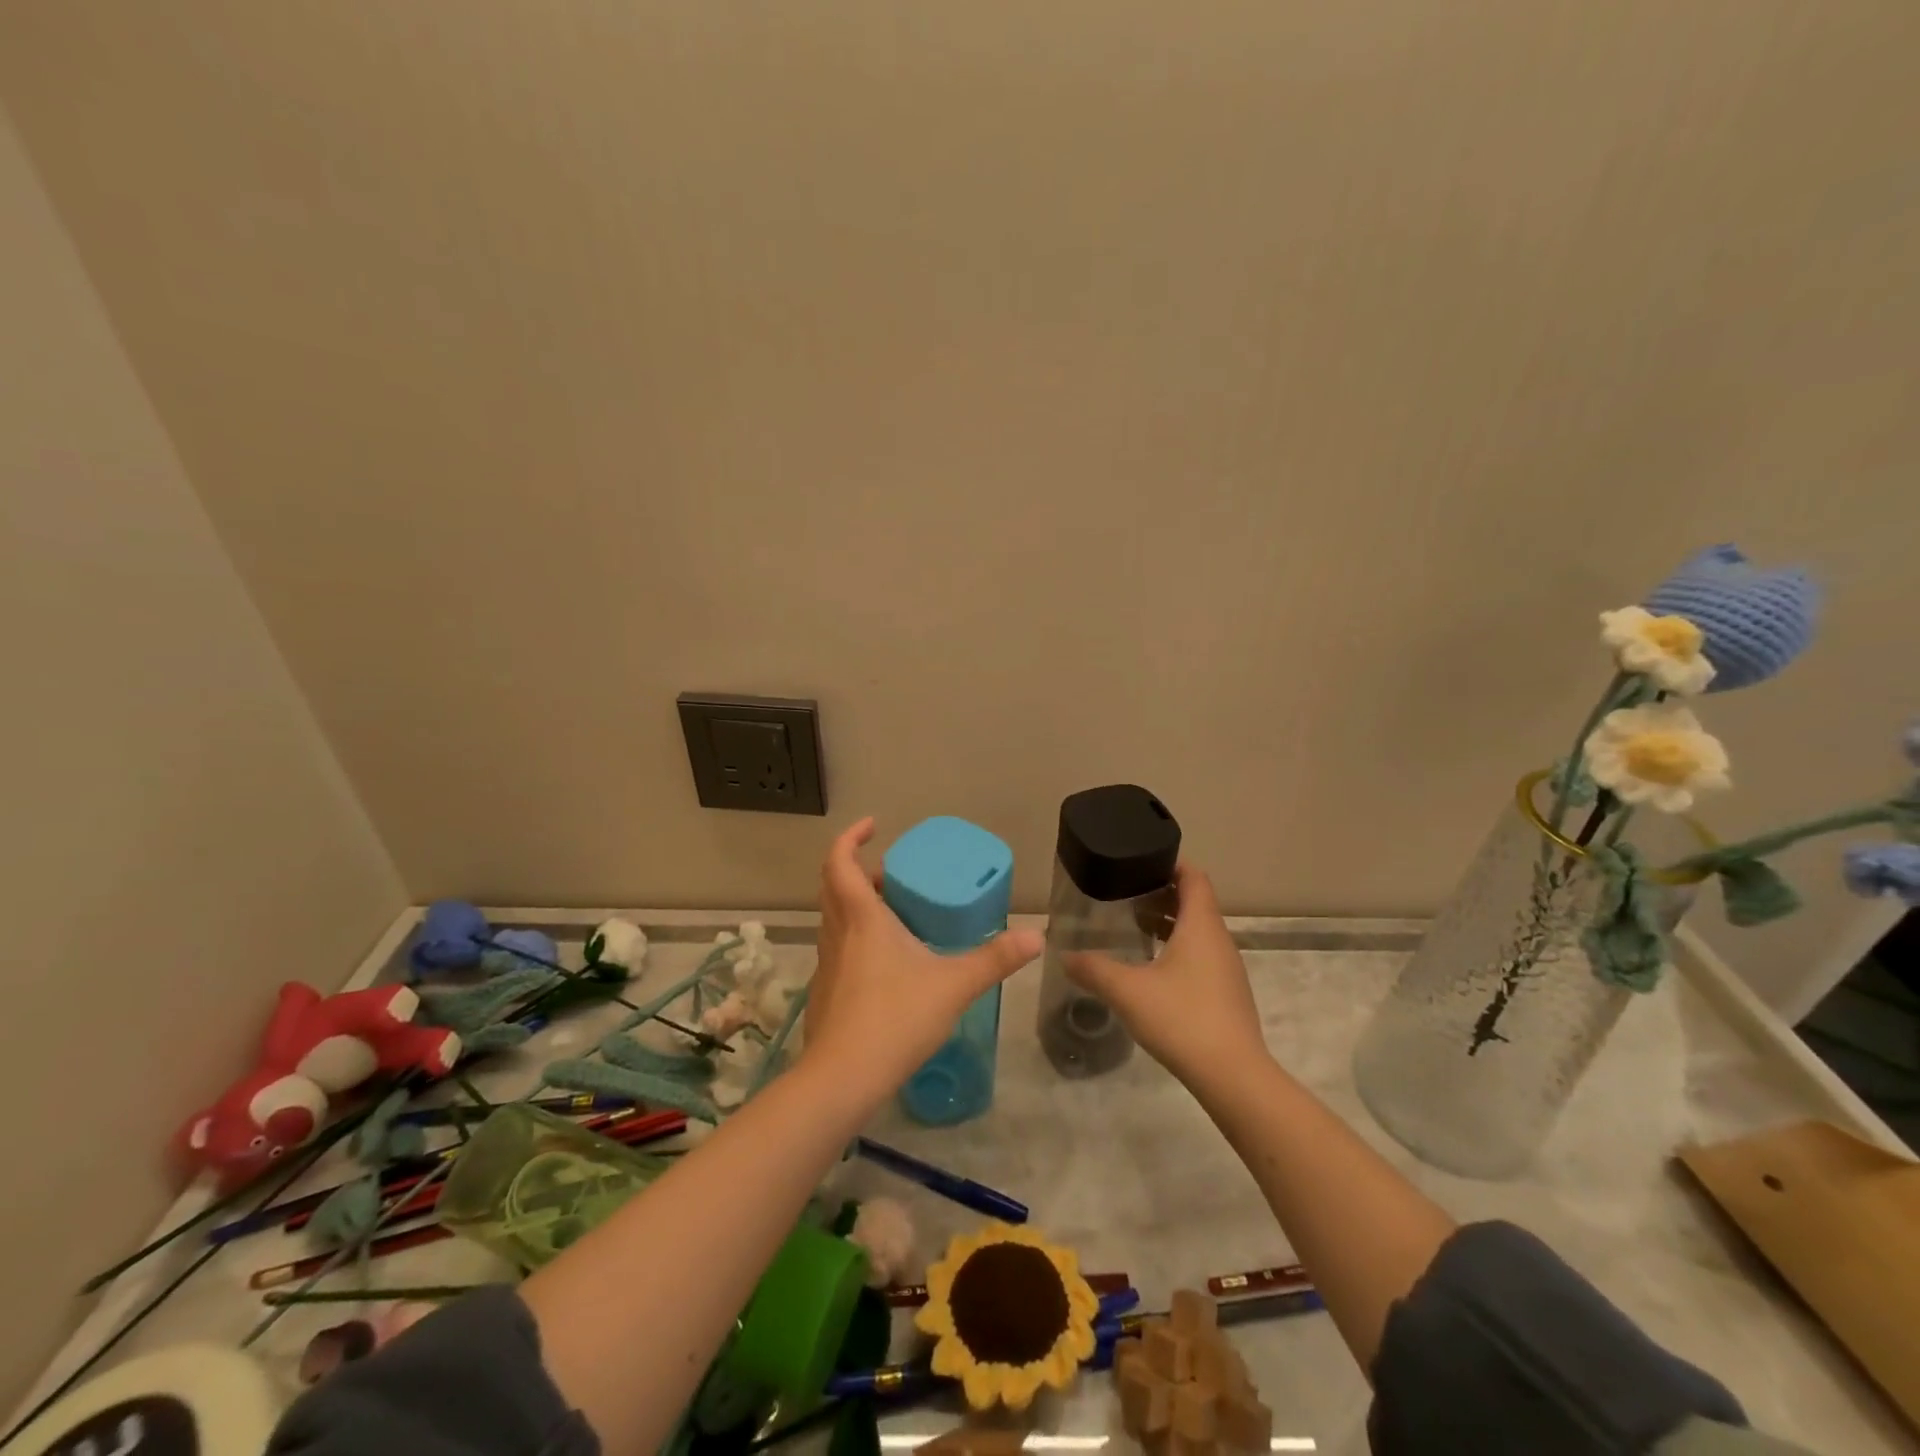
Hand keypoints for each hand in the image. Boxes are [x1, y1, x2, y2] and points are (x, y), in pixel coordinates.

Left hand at [802, 818, 1041, 1104]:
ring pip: (834, 917)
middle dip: (858, 870)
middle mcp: (838, 933)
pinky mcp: (825, 991)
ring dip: (856, 903)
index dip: (850, 837)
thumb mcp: (954, 985)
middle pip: (834, 885)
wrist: (843, 1078)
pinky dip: (856, 937)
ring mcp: (827, 964)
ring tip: (894, 911)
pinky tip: (886, 963)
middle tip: (892, 874)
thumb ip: (995, 959)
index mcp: (862, 918)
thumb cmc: (896, 1018)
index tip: (873, 825)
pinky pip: (838, 947)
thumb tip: (1036, 937)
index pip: (840, 861)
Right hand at [1065, 865, 1268, 1088]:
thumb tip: (1065, 955)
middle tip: (1126, 896)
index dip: (1169, 865)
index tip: (1139, 865)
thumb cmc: (1181, 1018)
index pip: (1194, 877)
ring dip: (1170, 924)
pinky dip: (1179, 950)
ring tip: (1134, 929)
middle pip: (1195, 902)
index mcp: (1201, 925)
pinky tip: (1153, 970)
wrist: (1233, 1076)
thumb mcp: (1127, 991)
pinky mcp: (1227, 994)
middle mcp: (1219, 940)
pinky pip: (1202, 956)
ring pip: (1199, 931)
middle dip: (1162, 895)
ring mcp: (1227, 968)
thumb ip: (1093, 969)